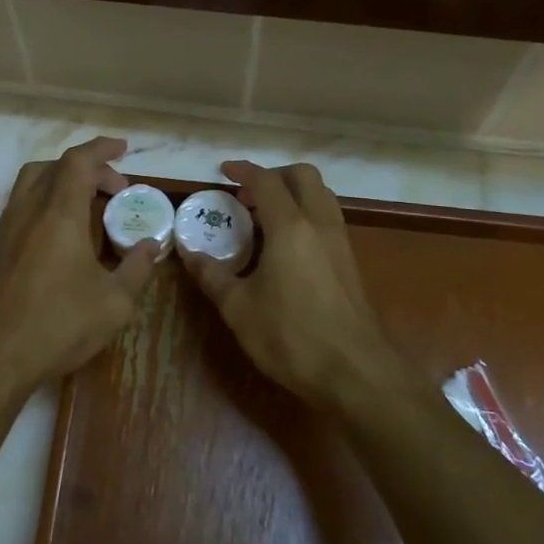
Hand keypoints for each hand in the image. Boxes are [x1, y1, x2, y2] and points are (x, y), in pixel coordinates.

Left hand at [0, 137, 161, 402]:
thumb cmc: (58, 326)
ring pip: (30, 185)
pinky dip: (43, 207)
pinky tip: (59, 241)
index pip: (78, 161)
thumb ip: (137, 268)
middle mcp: (26, 212)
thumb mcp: (114, 303)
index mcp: (58, 214)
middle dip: (86, 168)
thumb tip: (150, 246)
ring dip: (60, 184)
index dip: (102, 148)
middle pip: (52, 167)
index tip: (123, 148)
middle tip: (113, 189)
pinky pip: (19, 211)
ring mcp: (4, 231)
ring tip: (87, 210)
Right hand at [181, 162, 408, 414]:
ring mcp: (340, 243)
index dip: (243, 171)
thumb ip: (212, 275)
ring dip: (294, 194)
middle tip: (248, 195)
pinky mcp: (350, 263)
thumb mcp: (239, 309)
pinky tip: (287, 246)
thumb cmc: (290, 337)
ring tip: (265, 218)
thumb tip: (188, 253)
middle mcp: (319, 225)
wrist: (355, 372)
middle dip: (275, 176)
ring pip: (321, 196)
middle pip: (303, 177)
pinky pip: (328, 219)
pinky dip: (307, 215)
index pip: (266, 182)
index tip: (224, 171)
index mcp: (290, 228)